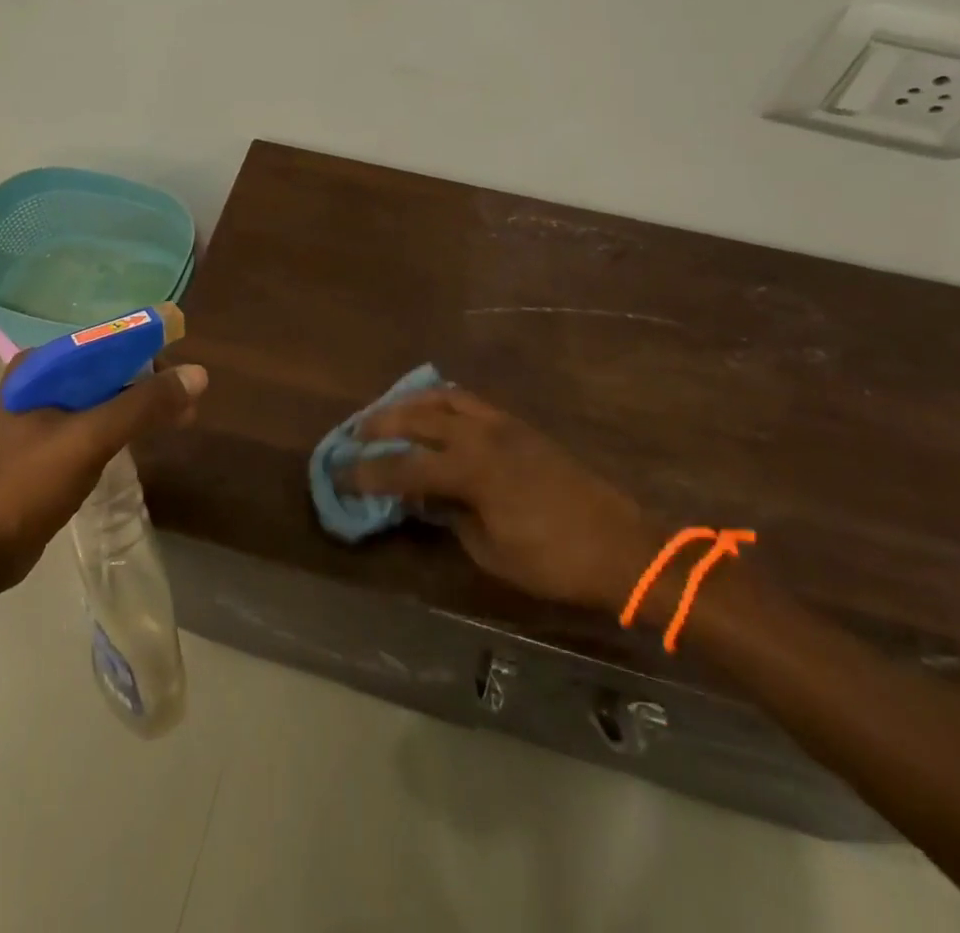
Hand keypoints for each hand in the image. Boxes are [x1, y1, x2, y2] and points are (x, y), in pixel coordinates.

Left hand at [0, 359, 208, 592]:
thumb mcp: (90, 439)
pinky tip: (144, 438)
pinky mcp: (45, 445)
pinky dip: (121, 426)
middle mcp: (38, 381)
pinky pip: (93, 423)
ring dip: (139, 405)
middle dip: (149, 382)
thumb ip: (143, 405)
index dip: (149, 352)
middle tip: (188, 404)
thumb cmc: (27, 486)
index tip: (184, 374)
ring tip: (180, 420)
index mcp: (39, 367)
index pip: (106, 342)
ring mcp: (40, 415)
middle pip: (107, 368)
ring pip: (102, 397)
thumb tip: (199, 374)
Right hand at [348, 386, 653, 610]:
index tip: (339, 474)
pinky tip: (432, 412)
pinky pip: (469, 400)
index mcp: (471, 471)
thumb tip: (423, 499)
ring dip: (409, 403)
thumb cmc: (553, 561)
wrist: (620, 545)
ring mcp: (501, 424)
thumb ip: (450, 517)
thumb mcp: (491, 551)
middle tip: (353, 434)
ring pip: (443, 398)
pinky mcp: (518, 425)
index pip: (404, 466)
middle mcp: (480, 436)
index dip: (367, 472)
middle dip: (379, 424)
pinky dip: (441, 401)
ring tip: (388, 414)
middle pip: (416, 418)